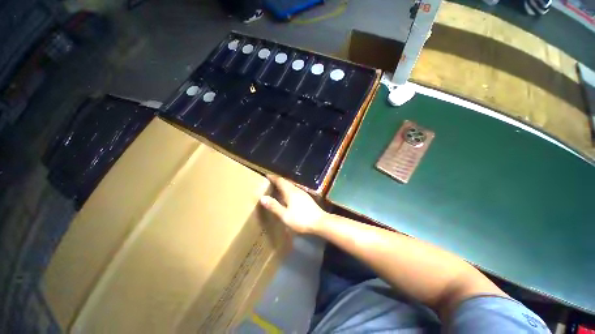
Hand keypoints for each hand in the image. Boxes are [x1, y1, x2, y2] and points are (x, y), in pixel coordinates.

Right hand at [260, 175, 325, 233]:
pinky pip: (294, 190)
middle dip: (278, 180)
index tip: (266, 175)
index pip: (280, 181)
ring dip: (283, 185)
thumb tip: (262, 197)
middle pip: (286, 182)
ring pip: (291, 186)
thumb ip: (274, 206)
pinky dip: (288, 190)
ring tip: (277, 188)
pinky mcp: (306, 197)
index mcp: (290, 192)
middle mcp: (296, 190)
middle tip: (270, 181)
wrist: (320, 222)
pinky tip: (287, 196)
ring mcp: (302, 193)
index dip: (273, 177)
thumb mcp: (285, 215)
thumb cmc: (301, 219)